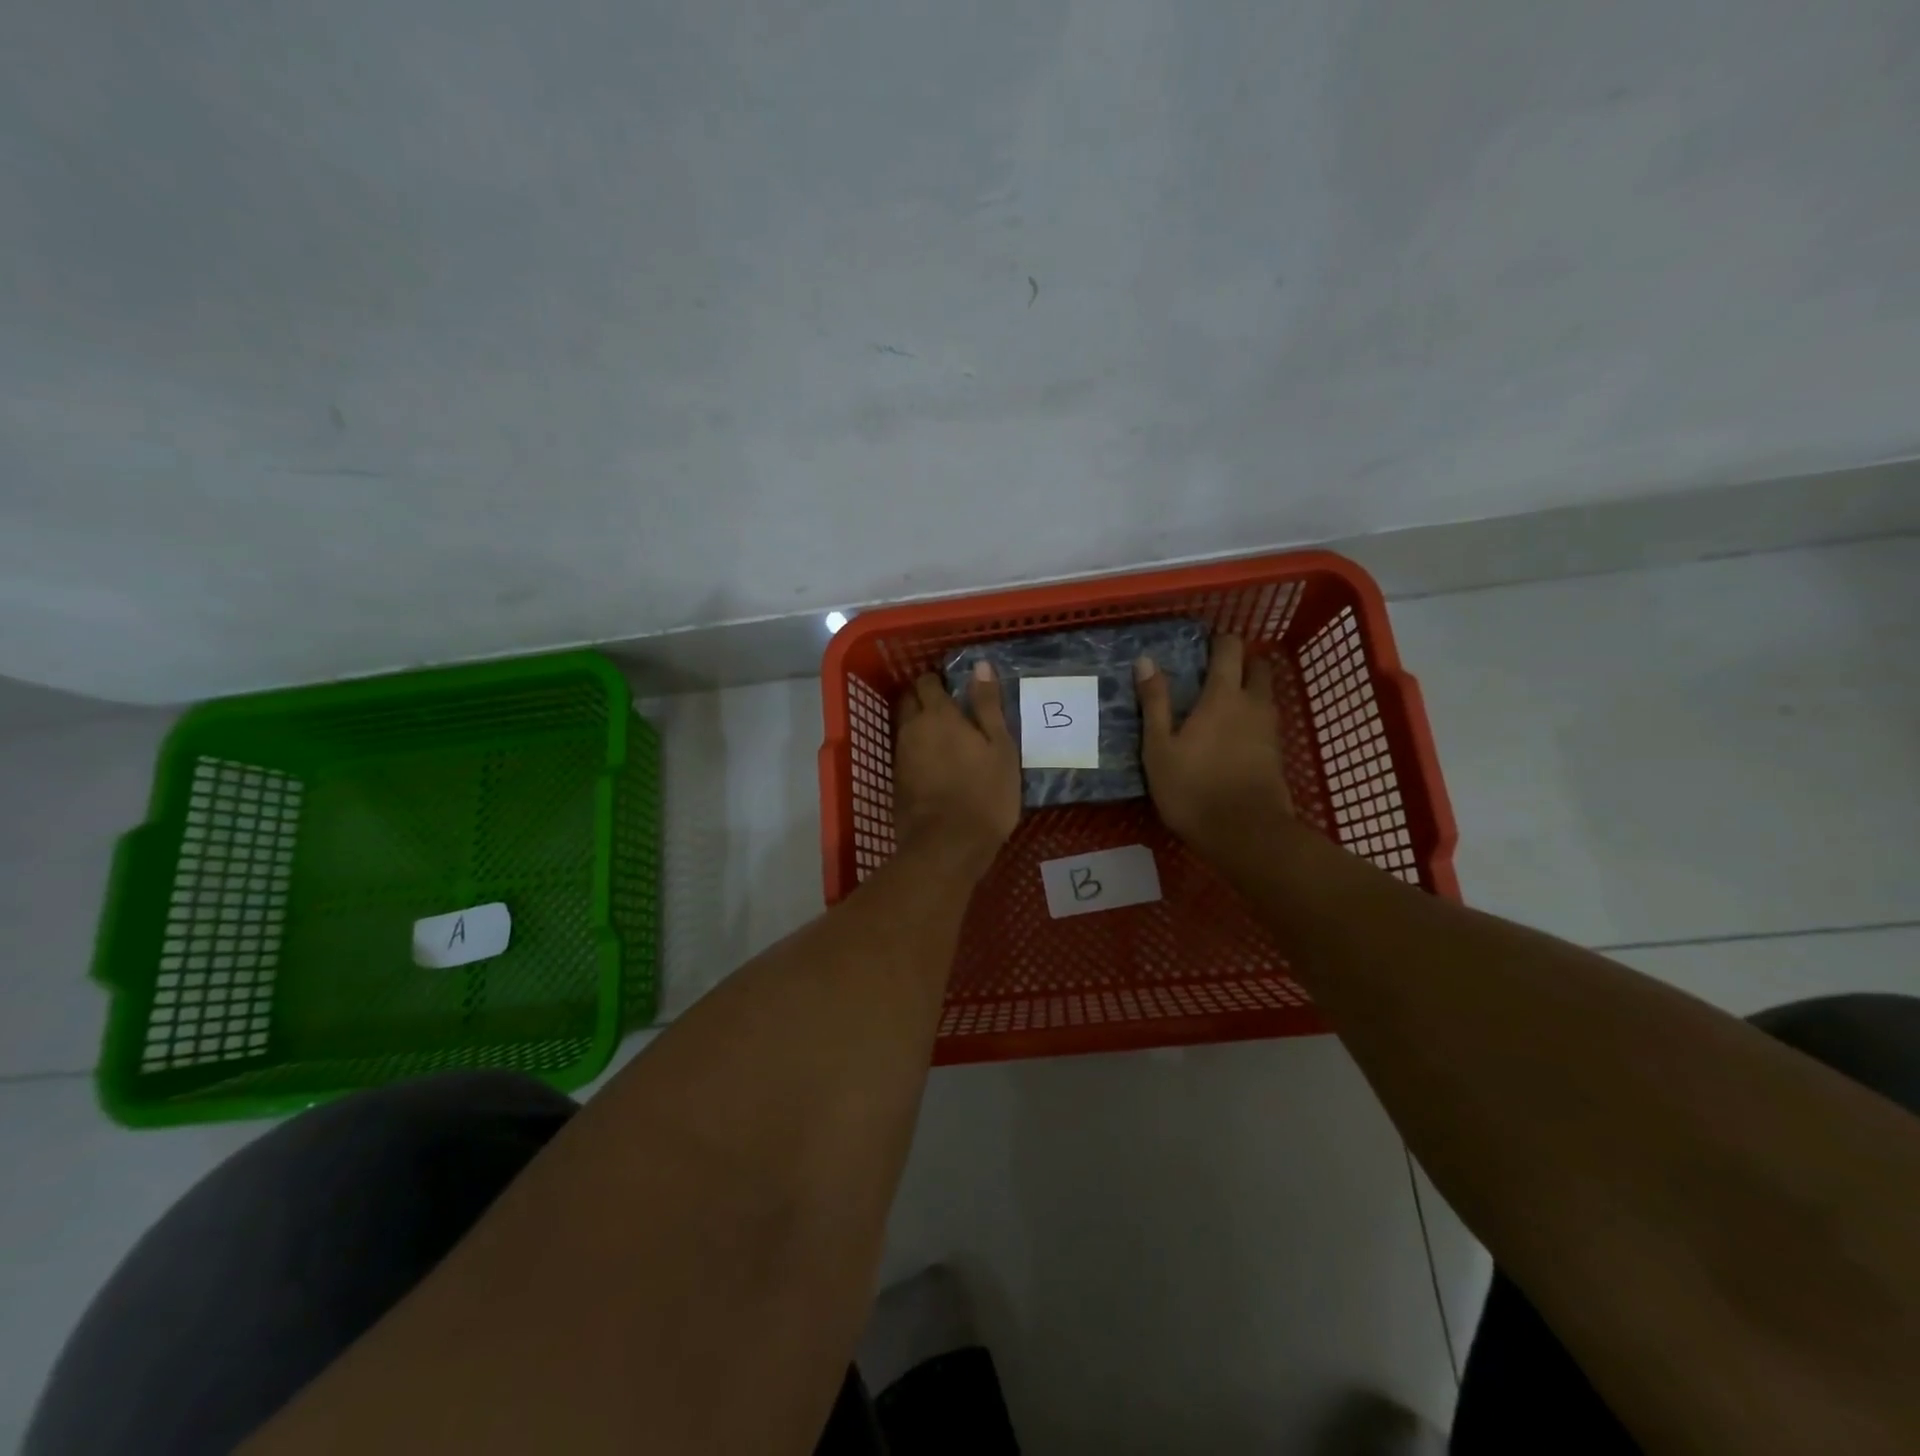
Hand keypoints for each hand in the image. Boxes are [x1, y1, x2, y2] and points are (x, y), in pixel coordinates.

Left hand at [893, 664, 1020, 878]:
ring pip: (905, 727)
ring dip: (919, 725)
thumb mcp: (1000, 747)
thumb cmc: (984, 793)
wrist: (948, 845)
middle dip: (923, 698)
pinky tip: (935, 763)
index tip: (954, 686)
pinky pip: (905, 753)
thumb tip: (981, 666)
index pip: (928, 682)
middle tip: (949, 708)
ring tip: (944, 736)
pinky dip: (917, 751)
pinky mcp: (897, 781)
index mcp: (938, 715)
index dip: (938, 680)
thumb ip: (988, 705)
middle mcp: (912, 729)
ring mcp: (901, 756)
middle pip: (910, 700)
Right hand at [1136, 634, 1293, 853]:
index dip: (1219, 641)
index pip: (1230, 649)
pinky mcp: (1277, 754)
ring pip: (1266, 694)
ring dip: (1249, 689)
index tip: (1202, 645)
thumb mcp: (1159, 748)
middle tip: (1214, 673)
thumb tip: (1146, 661)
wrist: (1245, 834)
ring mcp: (1270, 729)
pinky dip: (1252, 717)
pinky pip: (1267, 720)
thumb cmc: (1193, 788)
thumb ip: (1155, 703)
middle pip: (1259, 666)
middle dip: (1241, 662)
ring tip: (1220, 704)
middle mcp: (1253, 704)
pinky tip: (1232, 735)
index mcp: (1223, 696)